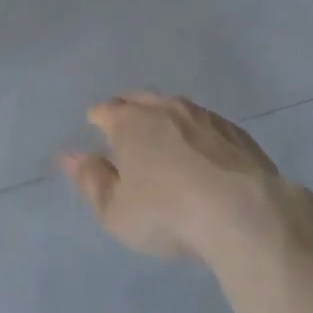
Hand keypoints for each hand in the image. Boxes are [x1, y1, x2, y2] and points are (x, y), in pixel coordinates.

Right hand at [60, 92, 299, 263]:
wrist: (242, 212)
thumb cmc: (167, 213)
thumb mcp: (117, 211)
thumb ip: (91, 181)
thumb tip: (70, 156)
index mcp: (130, 122)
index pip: (105, 110)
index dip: (97, 118)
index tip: (95, 127)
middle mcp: (164, 108)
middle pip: (139, 99)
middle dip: (128, 109)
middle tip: (125, 125)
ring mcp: (202, 115)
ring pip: (174, 106)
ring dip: (164, 116)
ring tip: (162, 134)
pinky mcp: (234, 131)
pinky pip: (205, 122)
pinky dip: (196, 131)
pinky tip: (201, 149)